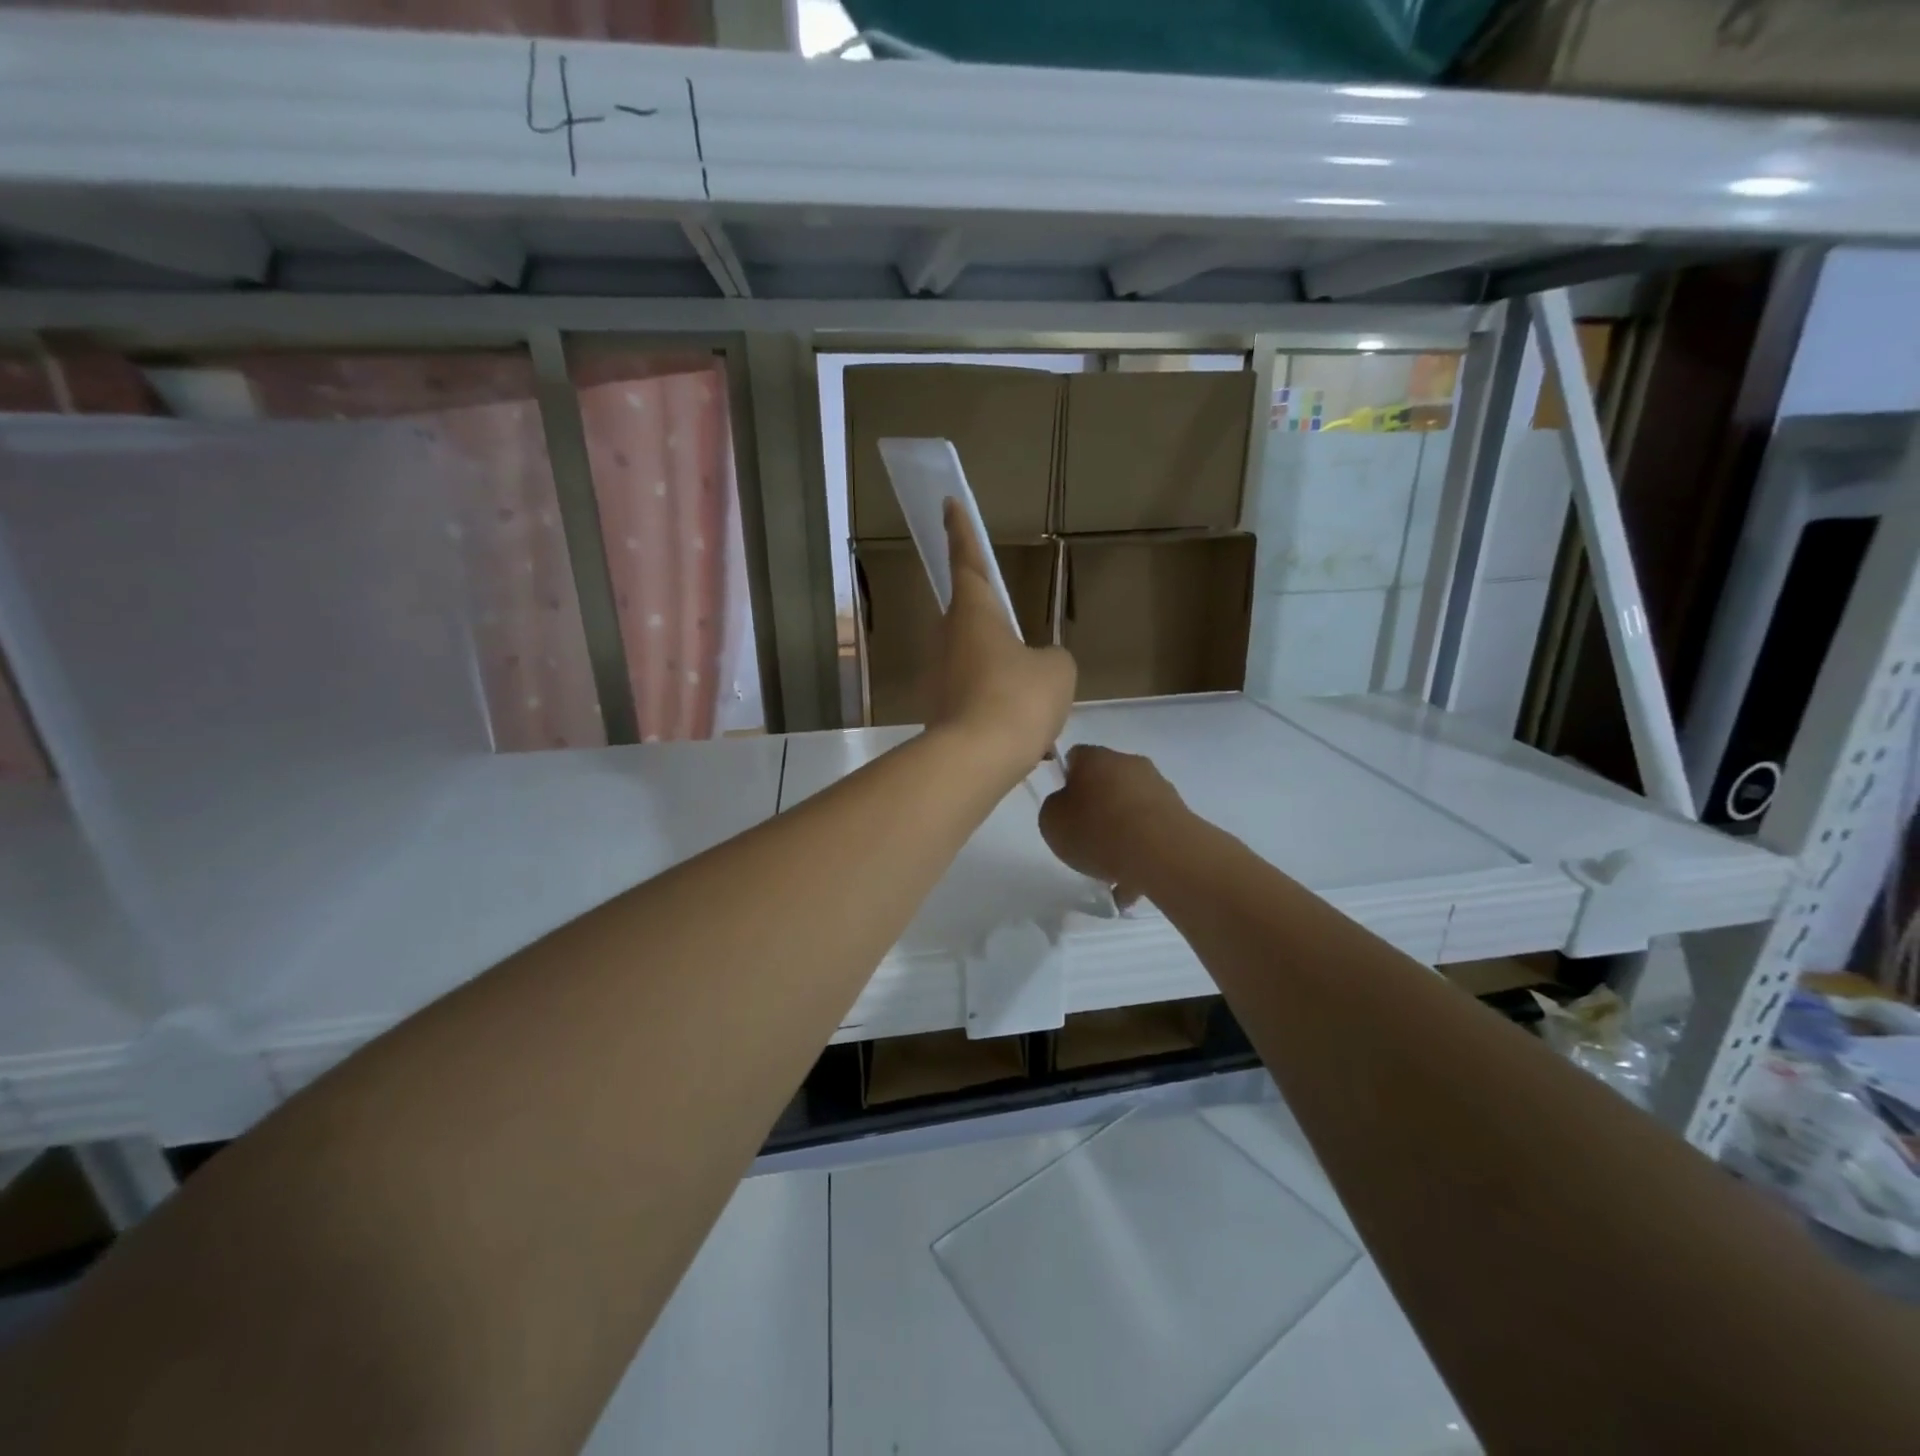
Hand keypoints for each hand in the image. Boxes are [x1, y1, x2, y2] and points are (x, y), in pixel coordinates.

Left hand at [926, 500, 1074, 777]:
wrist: (976, 759)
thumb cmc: (1018, 698)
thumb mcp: (1057, 670)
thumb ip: (1051, 659)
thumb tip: (1039, 666)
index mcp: (974, 614)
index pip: (967, 561)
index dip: (960, 531)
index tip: (948, 505)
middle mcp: (948, 639)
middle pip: (969, 618)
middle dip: (991, 623)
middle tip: (1019, 641)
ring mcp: (938, 677)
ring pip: (975, 663)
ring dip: (1000, 675)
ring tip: (1034, 705)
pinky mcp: (938, 712)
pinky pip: (975, 699)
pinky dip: (997, 710)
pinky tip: (1024, 740)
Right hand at [1039, 744, 1187, 903]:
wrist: (1163, 854)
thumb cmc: (1098, 831)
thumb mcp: (1051, 822)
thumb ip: (1055, 809)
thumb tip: (1068, 806)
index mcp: (1095, 758)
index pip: (1075, 758)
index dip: (1065, 781)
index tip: (1063, 809)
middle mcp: (1129, 764)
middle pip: (1106, 782)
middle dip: (1096, 808)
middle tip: (1085, 840)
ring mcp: (1160, 788)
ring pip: (1131, 809)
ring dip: (1121, 833)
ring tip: (1111, 871)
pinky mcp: (1181, 815)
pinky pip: (1152, 832)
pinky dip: (1142, 851)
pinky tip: (1134, 882)